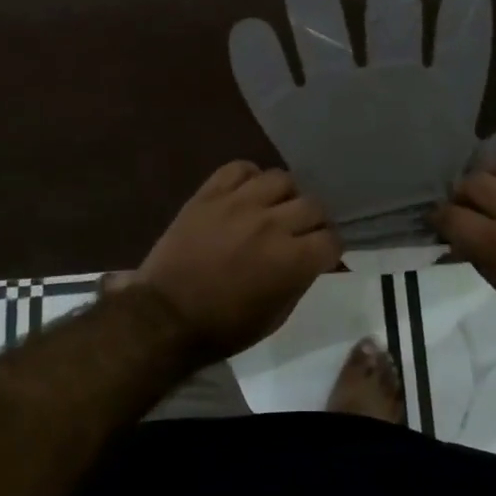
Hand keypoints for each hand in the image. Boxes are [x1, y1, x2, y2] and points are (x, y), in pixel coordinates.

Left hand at [119, 162, 341, 363]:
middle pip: (313, 205)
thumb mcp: (275, 317)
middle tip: (300, 232)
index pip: (331, 239)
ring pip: (281, 178)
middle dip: (313, 222)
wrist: (164, 316)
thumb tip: (312, 259)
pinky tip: (246, 193)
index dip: (330, 248)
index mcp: (291, 260)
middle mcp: (271, 224)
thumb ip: (300, 280)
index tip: (321, 254)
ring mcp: (239, 203)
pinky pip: (240, 168)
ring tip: (273, 208)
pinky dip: (249, 177)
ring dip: (284, 195)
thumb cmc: (223, 327)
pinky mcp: (210, 193)